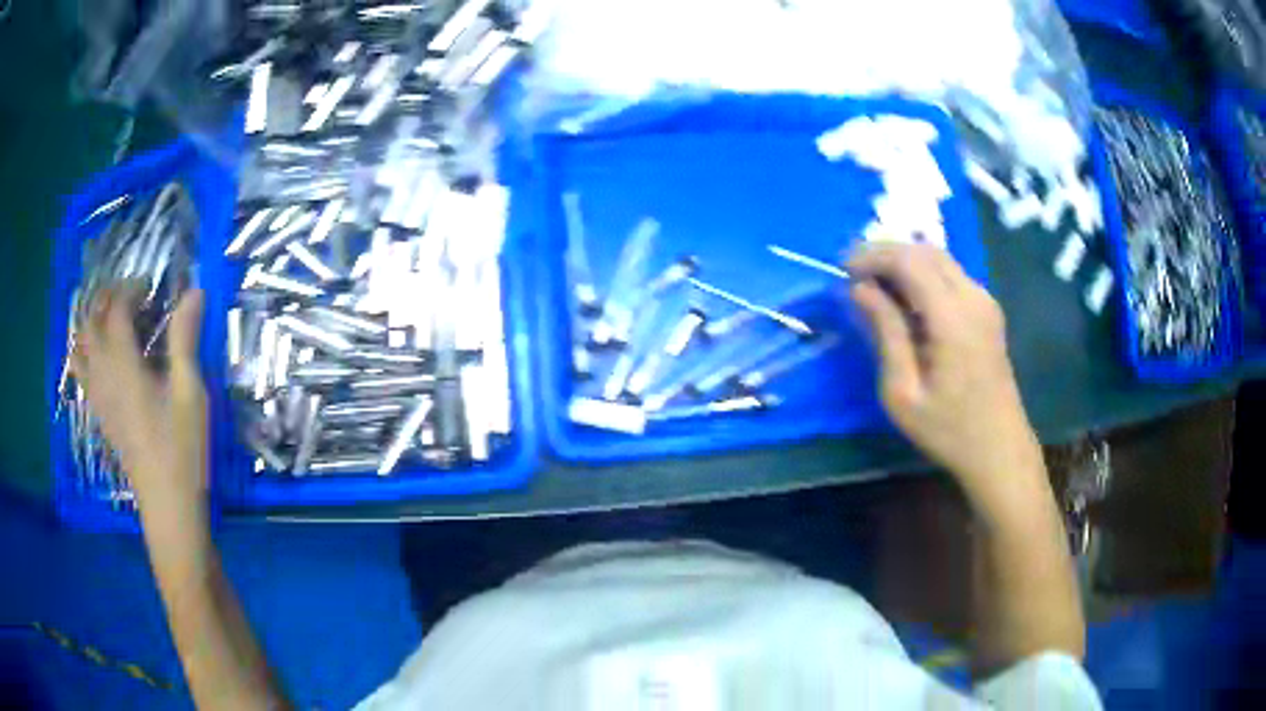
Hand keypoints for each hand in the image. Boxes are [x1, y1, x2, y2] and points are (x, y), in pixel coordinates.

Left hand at [71, 286, 207, 505]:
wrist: (167, 505)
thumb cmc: (181, 449)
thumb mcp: (189, 393)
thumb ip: (185, 340)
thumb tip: (193, 292)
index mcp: (124, 365)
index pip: (115, 310)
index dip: (130, 289)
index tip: (150, 286)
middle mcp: (103, 375)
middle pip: (90, 322)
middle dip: (105, 299)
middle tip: (129, 297)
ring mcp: (98, 396)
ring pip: (80, 346)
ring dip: (91, 323)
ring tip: (110, 318)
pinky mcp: (100, 413)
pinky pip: (81, 372)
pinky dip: (85, 351)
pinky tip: (101, 354)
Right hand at [847, 244, 1045, 509]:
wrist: (999, 449)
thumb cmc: (948, 429)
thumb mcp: (902, 392)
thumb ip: (884, 333)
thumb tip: (860, 289)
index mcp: (952, 317)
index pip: (908, 260)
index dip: (872, 256)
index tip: (842, 270)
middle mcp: (973, 297)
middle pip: (925, 250)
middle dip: (885, 253)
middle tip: (854, 274)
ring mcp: (984, 301)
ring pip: (939, 258)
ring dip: (904, 261)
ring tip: (874, 284)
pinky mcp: (987, 310)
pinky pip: (951, 274)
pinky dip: (922, 273)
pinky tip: (905, 298)